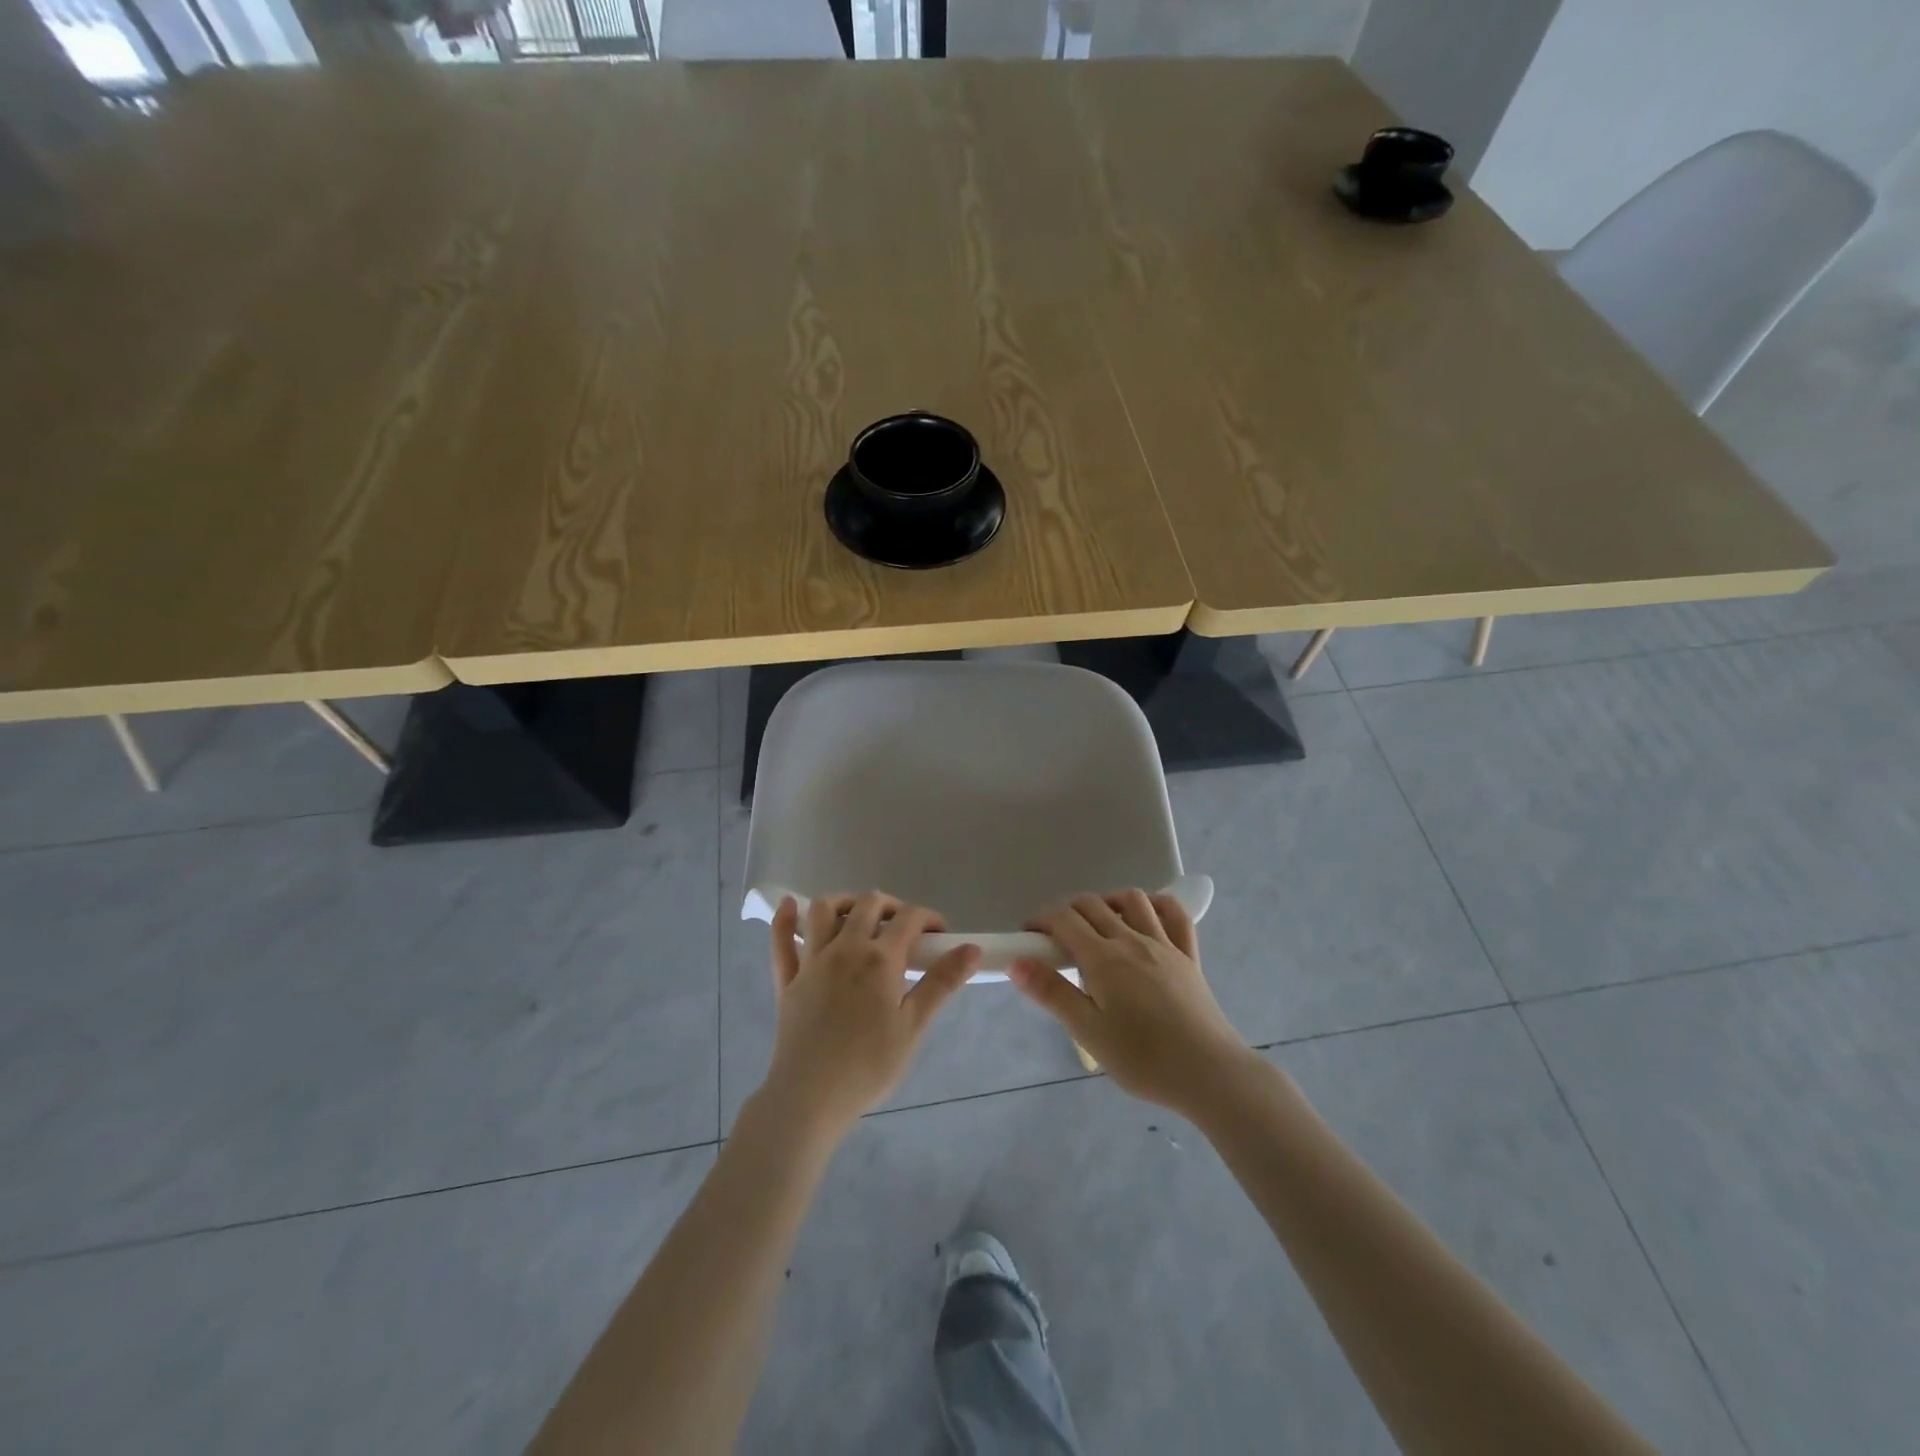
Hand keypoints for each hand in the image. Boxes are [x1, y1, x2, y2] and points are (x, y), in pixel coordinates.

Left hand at [761, 892, 980, 1137]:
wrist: (810, 1097)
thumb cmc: (869, 1065)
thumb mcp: (913, 1025)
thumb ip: (942, 982)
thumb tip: (972, 948)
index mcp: (880, 959)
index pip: (909, 919)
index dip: (929, 918)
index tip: (940, 934)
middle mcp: (845, 948)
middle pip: (869, 904)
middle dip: (891, 906)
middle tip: (904, 927)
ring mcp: (812, 961)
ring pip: (824, 910)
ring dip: (844, 902)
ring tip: (857, 916)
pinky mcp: (788, 979)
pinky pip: (781, 940)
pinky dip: (785, 918)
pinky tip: (791, 904)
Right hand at [1010, 891, 1255, 1115]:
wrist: (1209, 1074)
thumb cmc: (1143, 1058)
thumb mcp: (1088, 1032)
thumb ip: (1052, 993)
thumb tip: (1018, 962)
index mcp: (1103, 958)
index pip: (1063, 919)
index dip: (1040, 919)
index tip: (1028, 936)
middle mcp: (1132, 940)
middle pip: (1093, 904)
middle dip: (1066, 910)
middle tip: (1054, 937)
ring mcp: (1164, 944)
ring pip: (1132, 900)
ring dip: (1108, 901)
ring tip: (1097, 924)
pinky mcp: (1188, 956)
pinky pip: (1175, 915)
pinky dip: (1156, 905)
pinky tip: (1145, 917)